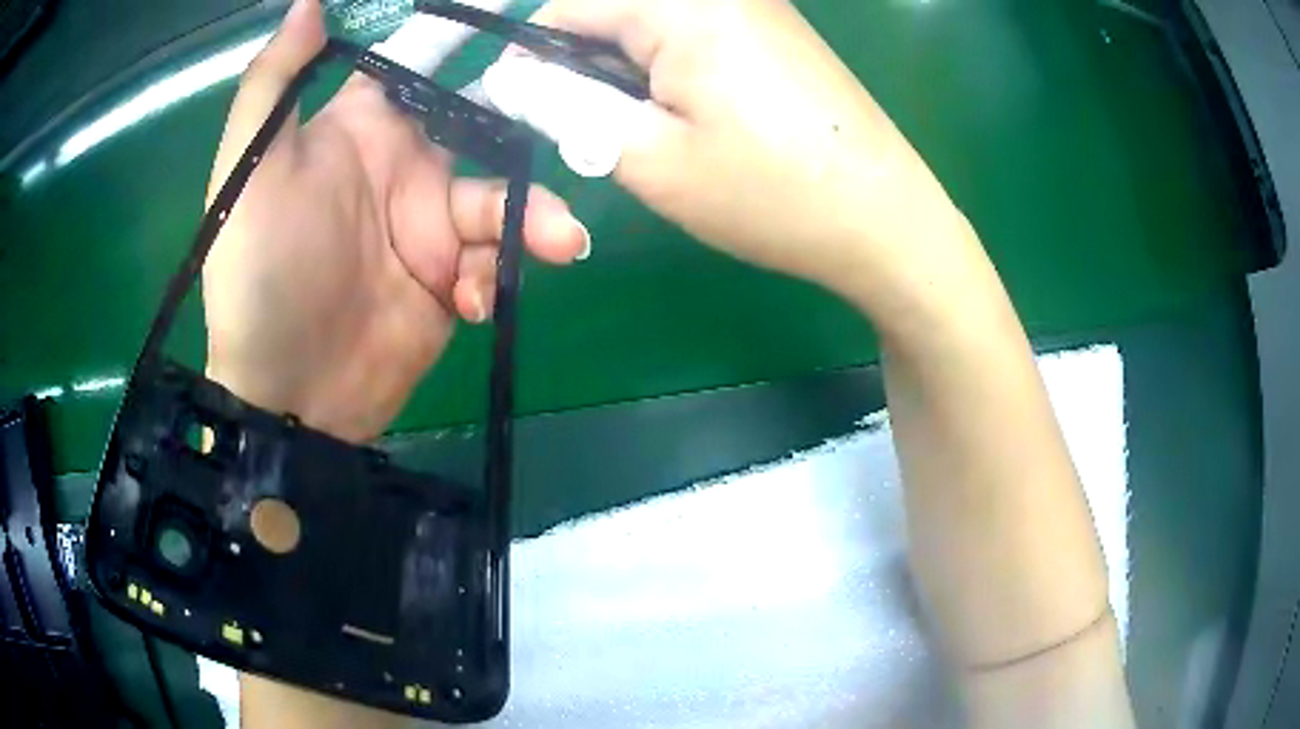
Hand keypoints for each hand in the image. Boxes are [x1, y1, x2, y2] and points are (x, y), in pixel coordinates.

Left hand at [202, 0, 587, 441]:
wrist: (285, 395)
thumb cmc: (258, 272)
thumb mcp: (249, 170)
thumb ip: (274, 82)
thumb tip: (307, 3)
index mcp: (363, 128)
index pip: (420, 60)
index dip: (461, 30)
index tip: (514, 10)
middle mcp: (405, 168)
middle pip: (489, 125)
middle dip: (532, 125)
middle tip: (580, 125)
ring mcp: (433, 229)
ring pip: (506, 199)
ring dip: (534, 218)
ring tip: (558, 242)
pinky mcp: (452, 283)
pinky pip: (496, 263)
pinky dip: (497, 276)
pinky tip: (472, 302)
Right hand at [520, 0, 971, 304]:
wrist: (885, 220)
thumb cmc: (771, 195)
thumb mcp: (649, 157)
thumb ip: (565, 106)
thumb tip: (511, 77)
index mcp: (682, 4)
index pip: (566, 7)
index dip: (532, 57)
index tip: (527, 110)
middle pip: (613, 12)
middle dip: (586, 66)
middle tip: (602, 131)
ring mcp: (755, 5)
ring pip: (653, 25)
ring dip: (630, 72)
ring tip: (654, 131)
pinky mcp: (776, 29)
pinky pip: (695, 32)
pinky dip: (671, 69)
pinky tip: (697, 115)